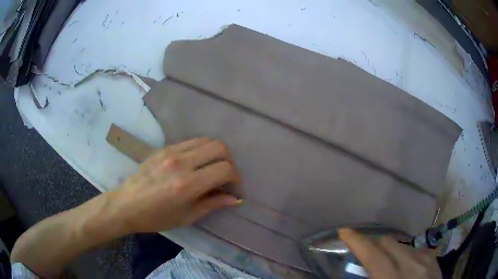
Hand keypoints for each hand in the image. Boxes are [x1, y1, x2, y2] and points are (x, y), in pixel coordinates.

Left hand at [114, 137, 240, 232]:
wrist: (127, 204)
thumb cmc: (156, 217)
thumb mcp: (187, 217)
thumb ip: (212, 204)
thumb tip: (235, 199)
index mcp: (188, 184)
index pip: (225, 169)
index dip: (236, 179)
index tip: (233, 189)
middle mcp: (182, 163)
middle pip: (219, 147)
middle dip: (229, 161)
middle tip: (224, 177)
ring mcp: (171, 152)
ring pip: (206, 140)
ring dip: (215, 154)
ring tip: (210, 169)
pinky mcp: (164, 148)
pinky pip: (190, 142)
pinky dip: (200, 150)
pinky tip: (195, 164)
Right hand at [338, 228, 441, 278]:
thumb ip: (371, 278)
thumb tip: (360, 270)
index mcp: (392, 278)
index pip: (372, 254)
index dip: (357, 241)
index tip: (345, 231)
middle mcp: (410, 264)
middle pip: (387, 242)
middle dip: (373, 244)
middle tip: (364, 253)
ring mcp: (425, 259)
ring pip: (401, 244)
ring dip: (389, 251)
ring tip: (387, 263)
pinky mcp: (433, 259)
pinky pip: (415, 249)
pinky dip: (405, 254)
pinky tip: (405, 266)